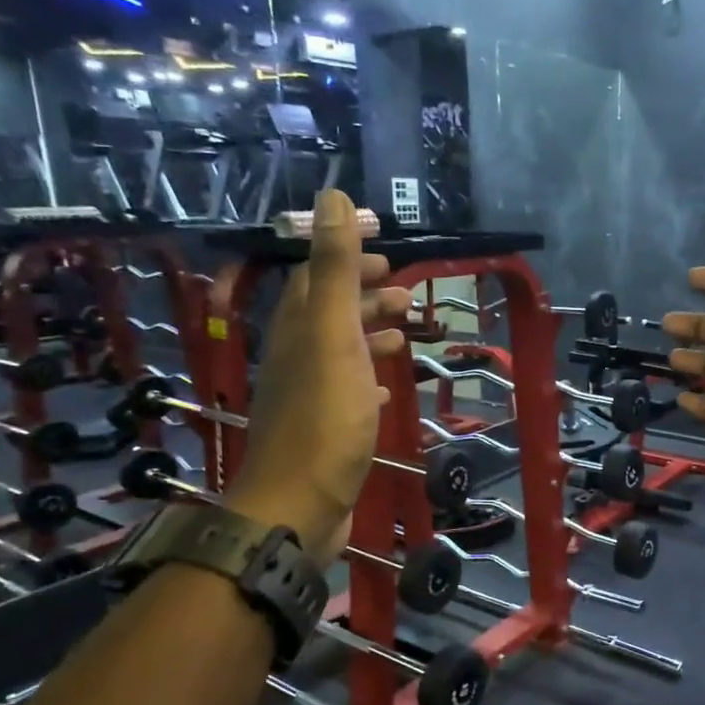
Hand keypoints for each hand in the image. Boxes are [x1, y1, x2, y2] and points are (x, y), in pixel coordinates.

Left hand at [226, 190, 410, 563]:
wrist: (298, 506)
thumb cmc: (323, 419)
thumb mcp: (332, 335)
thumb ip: (333, 269)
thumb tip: (334, 198)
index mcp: (298, 330)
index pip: (315, 278)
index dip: (346, 259)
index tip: (386, 253)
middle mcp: (298, 357)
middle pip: (328, 314)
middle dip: (364, 296)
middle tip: (405, 293)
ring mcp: (310, 397)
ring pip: (340, 352)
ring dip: (370, 336)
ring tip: (406, 332)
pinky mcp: (325, 432)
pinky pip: (347, 393)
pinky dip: (368, 380)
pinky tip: (385, 388)